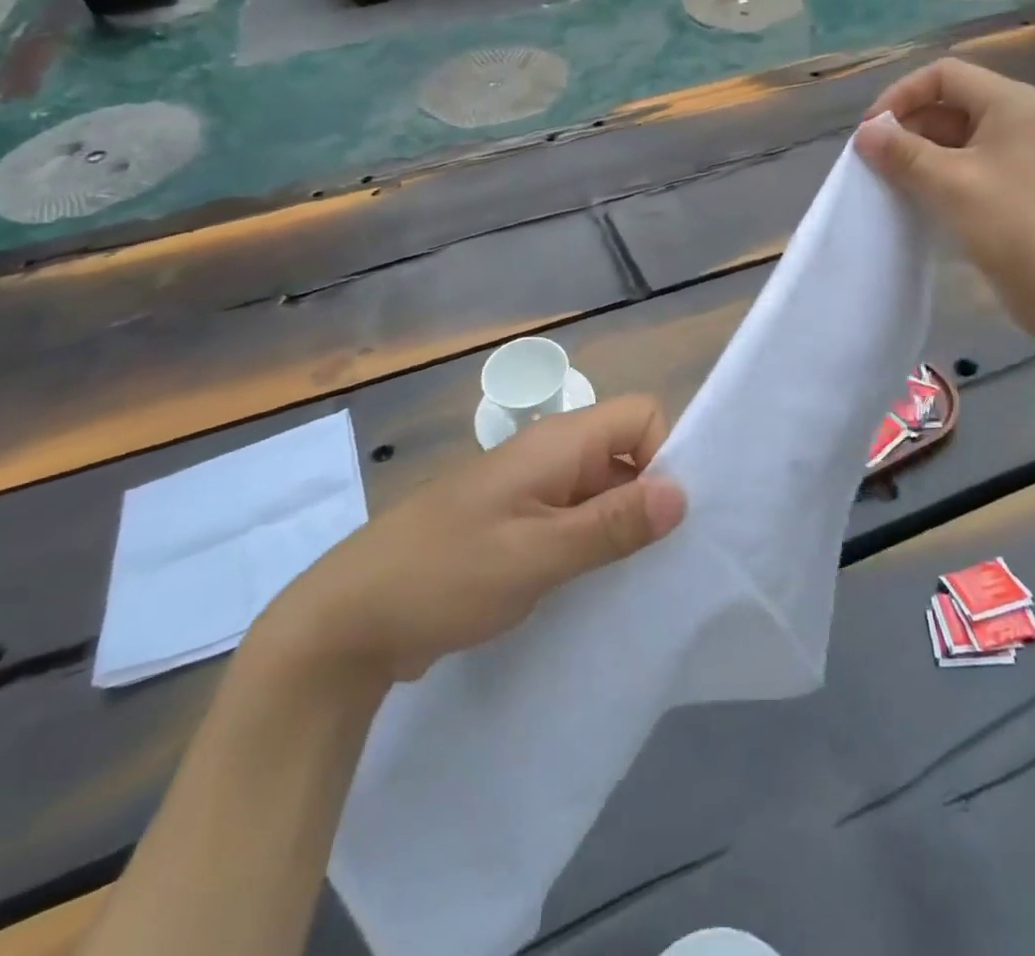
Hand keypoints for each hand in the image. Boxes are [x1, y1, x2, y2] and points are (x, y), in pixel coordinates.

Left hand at [257, 398, 686, 687]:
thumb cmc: (447, 574)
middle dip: (651, 496)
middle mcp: (550, 456)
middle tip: (661, 558)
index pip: (641, 414)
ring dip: (623, 527)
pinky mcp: (518, 525)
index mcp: (558, 443)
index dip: (665, 453)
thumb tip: (684, 493)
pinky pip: (575, 521)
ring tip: (638, 579)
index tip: (664, 516)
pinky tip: (597, 587)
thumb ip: (612, 523)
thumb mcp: (537, 554)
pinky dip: (593, 546)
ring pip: (603, 490)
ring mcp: (532, 492)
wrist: (350, 620)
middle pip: (627, 451)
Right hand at [854, 59, 1034, 336]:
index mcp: (1009, 102)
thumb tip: (863, 133)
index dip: (901, 95)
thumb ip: (902, 153)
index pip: (944, 74)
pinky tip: (910, 195)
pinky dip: (933, 172)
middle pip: (946, 102)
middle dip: (905, 125)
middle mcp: (1014, 117)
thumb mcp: (949, 183)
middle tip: (872, 160)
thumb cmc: (1010, 225)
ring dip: (915, 152)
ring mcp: (1013, 152)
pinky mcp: (1008, 182)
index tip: (869, 131)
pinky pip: (962, 163)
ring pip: (951, 135)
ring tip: (885, 179)